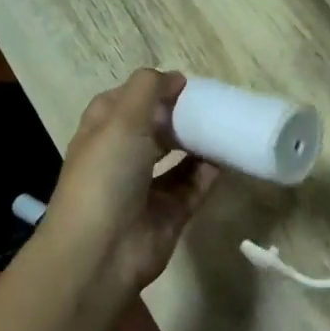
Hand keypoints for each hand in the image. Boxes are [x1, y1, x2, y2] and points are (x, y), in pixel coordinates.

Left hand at [41, 70, 220, 293]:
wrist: (102, 252)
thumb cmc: (105, 176)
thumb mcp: (121, 120)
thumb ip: (148, 90)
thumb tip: (175, 78)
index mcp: (100, 134)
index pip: (122, 102)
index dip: (149, 90)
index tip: (182, 84)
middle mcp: (120, 159)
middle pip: (153, 130)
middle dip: (178, 116)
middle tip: (210, 104)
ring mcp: (144, 189)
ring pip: (176, 159)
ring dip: (197, 144)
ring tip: (225, 126)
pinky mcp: (168, 214)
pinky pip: (193, 187)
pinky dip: (209, 173)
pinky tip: (229, 157)